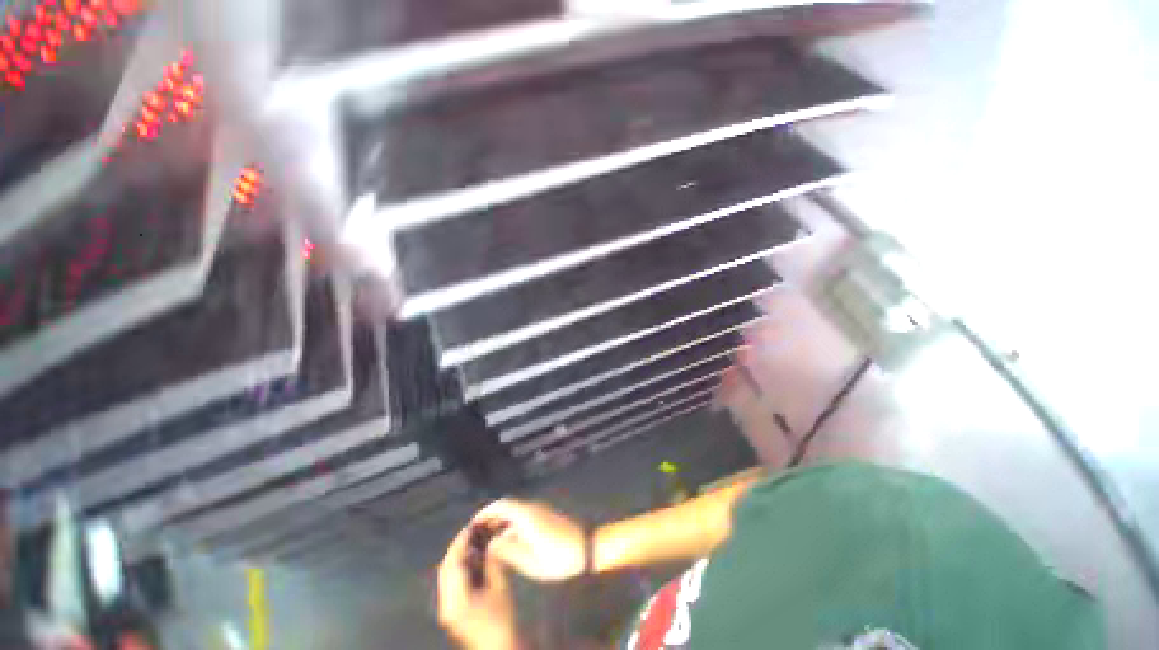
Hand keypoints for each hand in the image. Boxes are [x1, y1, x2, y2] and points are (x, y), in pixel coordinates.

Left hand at [437, 524, 520, 649]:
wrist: (501, 648)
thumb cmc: (503, 620)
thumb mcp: (500, 588)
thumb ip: (494, 562)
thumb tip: (492, 540)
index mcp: (455, 599)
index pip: (452, 563)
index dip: (461, 541)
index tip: (472, 524)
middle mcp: (447, 603)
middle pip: (447, 568)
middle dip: (459, 547)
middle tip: (473, 529)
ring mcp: (450, 608)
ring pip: (450, 575)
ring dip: (461, 556)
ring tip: (475, 539)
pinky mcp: (456, 610)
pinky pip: (455, 583)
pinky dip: (464, 567)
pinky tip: (476, 557)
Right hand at [473, 500, 585, 582]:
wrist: (587, 548)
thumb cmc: (559, 557)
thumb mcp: (531, 561)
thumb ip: (509, 551)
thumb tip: (492, 543)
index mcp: (526, 515)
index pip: (501, 505)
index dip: (485, 512)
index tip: (472, 525)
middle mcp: (531, 508)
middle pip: (507, 507)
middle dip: (491, 517)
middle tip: (478, 534)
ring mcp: (539, 511)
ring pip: (515, 512)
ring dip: (501, 521)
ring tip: (488, 540)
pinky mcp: (545, 517)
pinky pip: (522, 516)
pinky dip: (511, 524)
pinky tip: (507, 542)